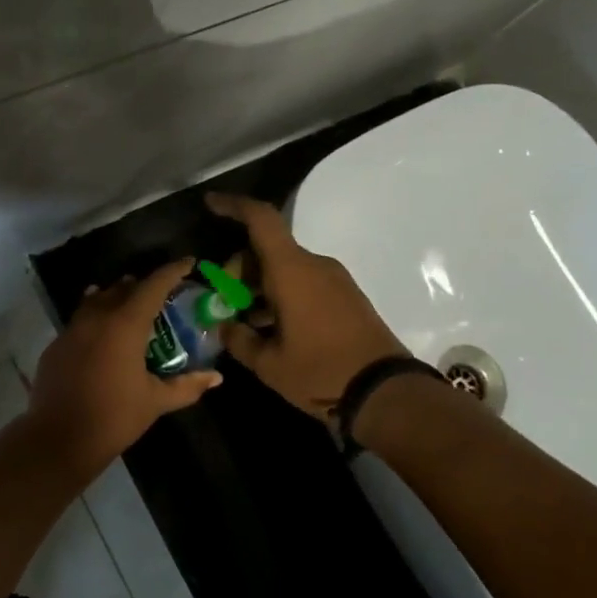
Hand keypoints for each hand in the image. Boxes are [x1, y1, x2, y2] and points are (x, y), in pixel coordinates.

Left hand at [23, 260, 222, 473]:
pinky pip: (80, 320)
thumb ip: (187, 385)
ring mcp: (72, 329)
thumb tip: (216, 377)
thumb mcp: (155, 401)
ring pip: (97, 300)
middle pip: (123, 288)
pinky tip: (101, 332)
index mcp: (125, 324)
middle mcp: (97, 317)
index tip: (188, 263)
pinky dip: (95, 317)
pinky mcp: (56, 345)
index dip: (172, 271)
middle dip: (143, 285)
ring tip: (131, 304)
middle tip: (162, 293)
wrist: (59, 437)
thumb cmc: (114, 417)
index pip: (153, 285)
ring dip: (116, 297)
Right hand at [206, 193, 405, 419]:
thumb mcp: (268, 363)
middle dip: (238, 270)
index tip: (210, 204)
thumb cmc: (320, 372)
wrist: (386, 393)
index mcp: (292, 271)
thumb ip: (238, 339)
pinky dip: (280, 295)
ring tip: (242, 321)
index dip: (233, 206)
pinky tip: (270, 328)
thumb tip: (224, 326)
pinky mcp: (345, 297)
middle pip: (267, 250)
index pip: (261, 220)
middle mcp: (314, 265)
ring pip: (285, 268)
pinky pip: (303, 283)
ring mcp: (334, 280)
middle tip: (223, 303)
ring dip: (259, 286)